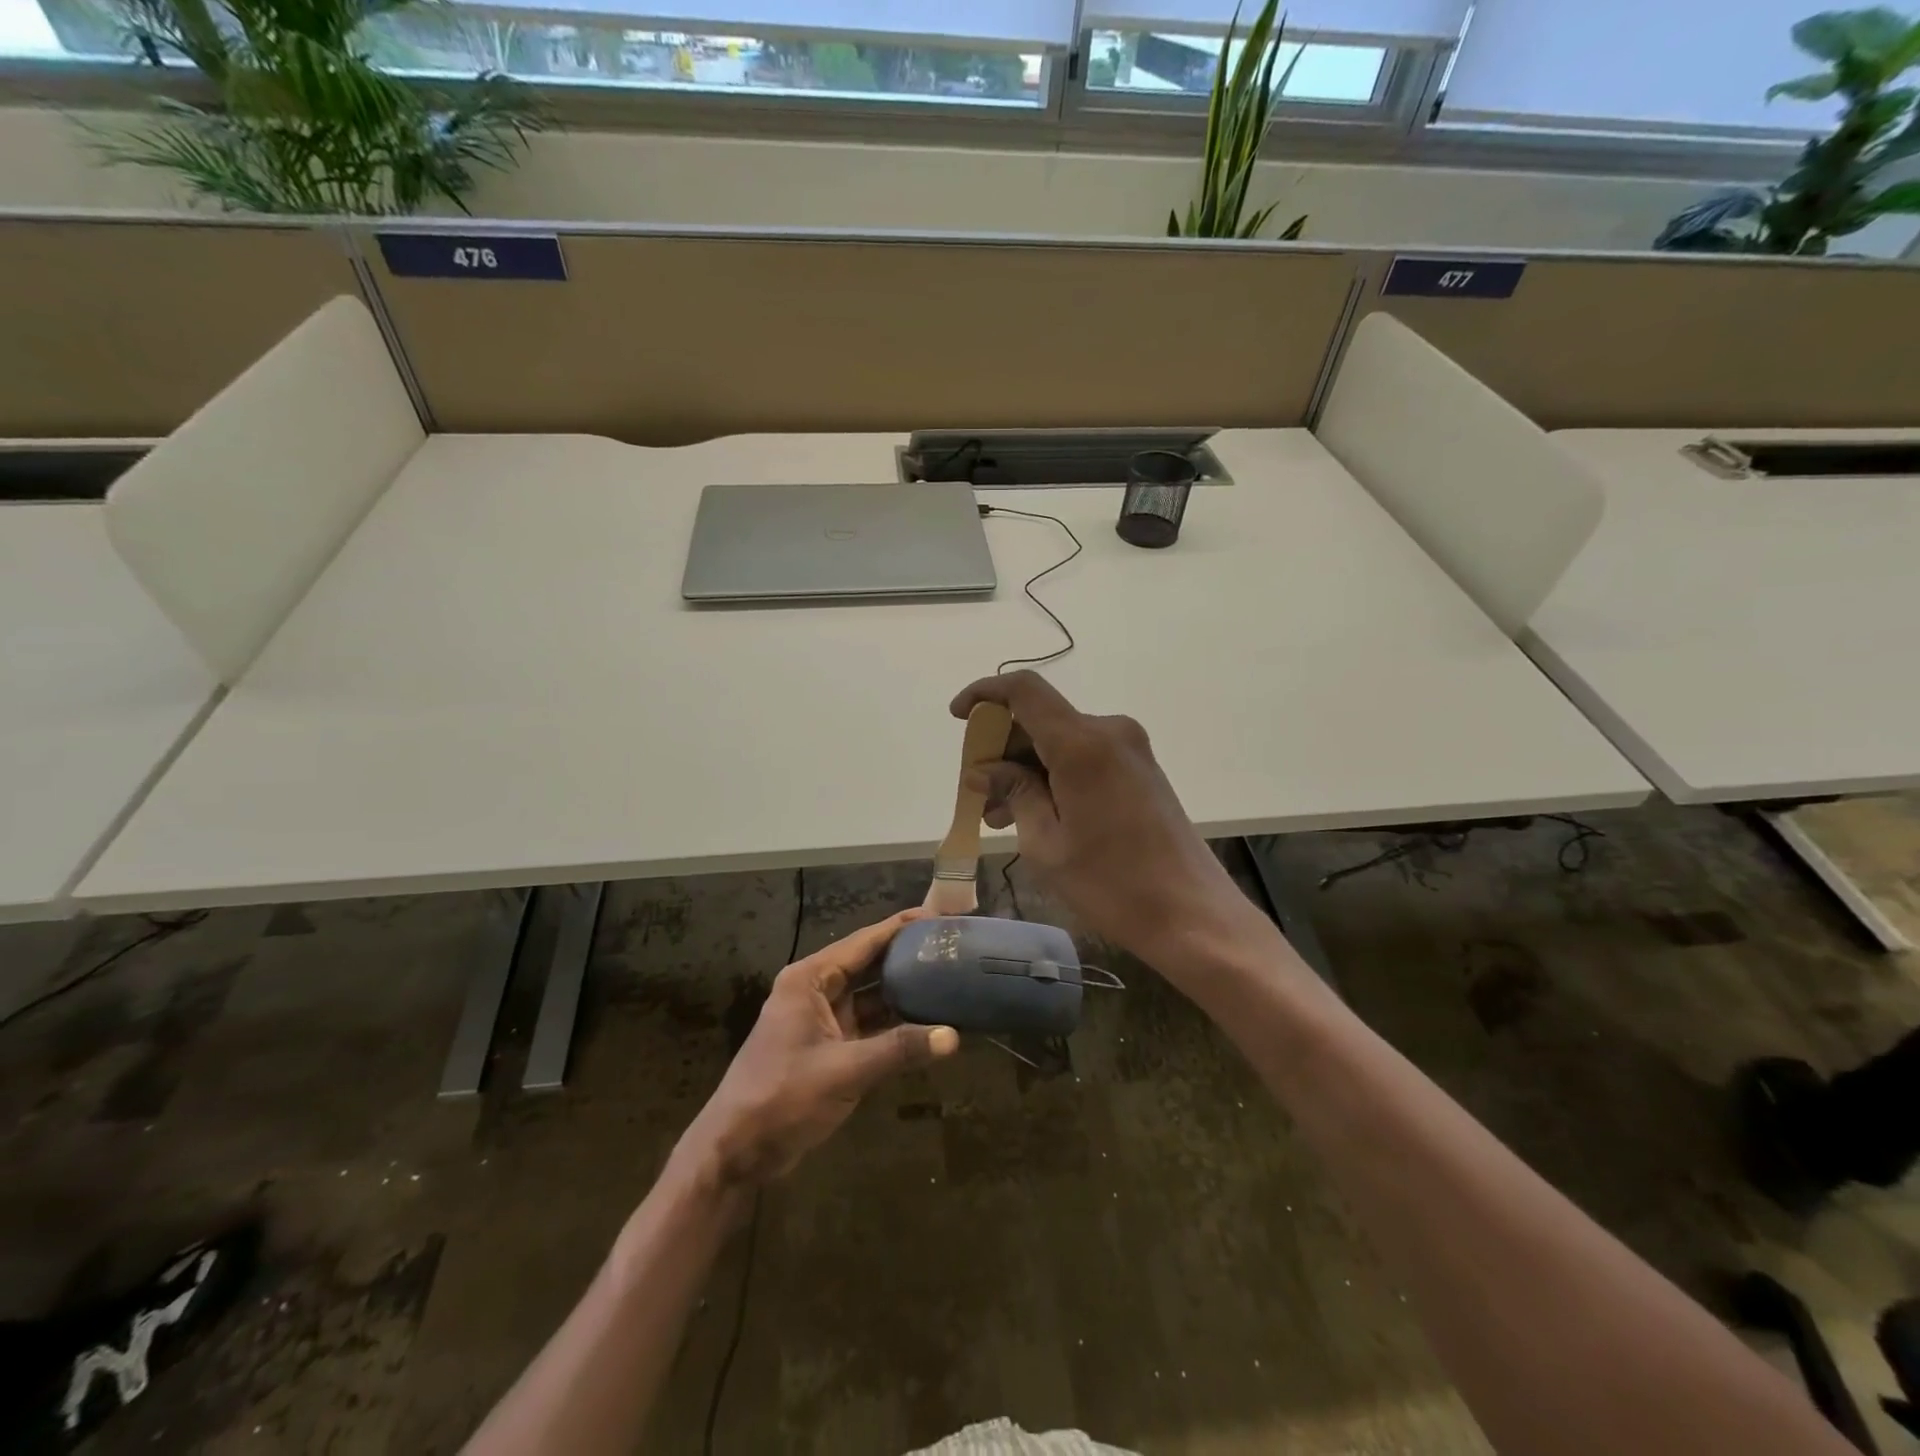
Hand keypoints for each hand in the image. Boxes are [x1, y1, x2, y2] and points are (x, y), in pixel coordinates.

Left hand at [674, 909, 958, 1189]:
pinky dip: (895, 1024)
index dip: (902, 927)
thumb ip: (898, 1050)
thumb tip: (953, 1036)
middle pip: (870, 964)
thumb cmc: (781, 1098)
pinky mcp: (829, 1048)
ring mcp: (822, 1020)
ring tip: (949, 979)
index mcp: (810, 979)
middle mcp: (816, 991)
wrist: (736, 1152)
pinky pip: (869, 1025)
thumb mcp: (843, 1071)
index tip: (939, 917)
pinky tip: (928, 1023)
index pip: (864, 942)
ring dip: (904, 991)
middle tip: (952, 948)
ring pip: (871, 996)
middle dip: (908, 956)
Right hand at [950, 672, 1266, 969]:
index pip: (1024, 690)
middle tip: (978, 792)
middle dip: (1002, 748)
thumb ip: (1014, 794)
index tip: (958, 718)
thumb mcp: (1046, 842)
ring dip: (1026, 768)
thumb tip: (984, 770)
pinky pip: (1084, 758)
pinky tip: (1034, 814)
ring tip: (998, 816)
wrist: (1191, 914)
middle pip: (1041, 718)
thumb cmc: (1112, 883)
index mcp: (1082, 743)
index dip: (985, 694)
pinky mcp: (1139, 770)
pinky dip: (1053, 776)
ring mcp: (1129, 750)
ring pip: (1060, 742)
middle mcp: (1109, 732)